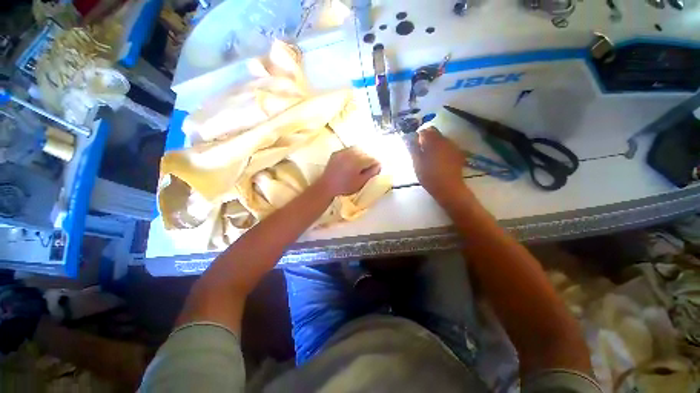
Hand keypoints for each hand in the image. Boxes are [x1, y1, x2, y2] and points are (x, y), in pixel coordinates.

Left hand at [318, 147, 380, 196]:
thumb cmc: (345, 187)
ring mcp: (342, 152)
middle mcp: (350, 153)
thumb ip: (371, 173)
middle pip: (365, 153)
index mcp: (357, 161)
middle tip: (366, 169)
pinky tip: (351, 162)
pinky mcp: (336, 152)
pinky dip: (352, 154)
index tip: (373, 171)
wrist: (326, 186)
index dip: (375, 165)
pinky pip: (348, 150)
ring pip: (357, 149)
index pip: (372, 159)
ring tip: (359, 165)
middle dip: (368, 160)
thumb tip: (379, 165)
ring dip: (361, 155)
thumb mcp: (361, 183)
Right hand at [406, 127, 468, 202]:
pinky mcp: (458, 153)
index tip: (414, 147)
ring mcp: (453, 146)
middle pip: (434, 133)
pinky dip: (442, 150)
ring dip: (434, 145)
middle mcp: (444, 140)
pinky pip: (447, 146)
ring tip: (430, 158)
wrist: (448, 187)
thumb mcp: (416, 163)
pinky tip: (439, 161)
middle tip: (421, 152)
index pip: (424, 131)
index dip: (418, 137)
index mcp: (433, 141)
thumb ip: (413, 148)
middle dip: (426, 139)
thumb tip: (408, 138)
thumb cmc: (429, 176)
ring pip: (441, 139)